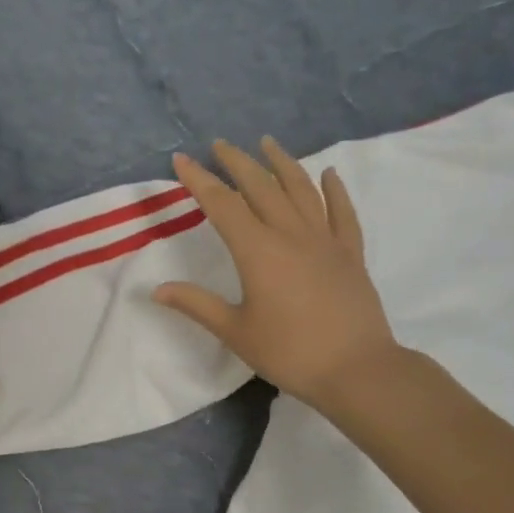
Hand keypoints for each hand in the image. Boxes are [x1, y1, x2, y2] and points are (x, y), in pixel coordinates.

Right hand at [155, 138, 410, 412]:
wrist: (356, 369)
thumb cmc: (289, 352)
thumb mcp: (235, 332)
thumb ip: (197, 305)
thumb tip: (157, 290)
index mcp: (258, 251)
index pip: (222, 205)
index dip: (199, 180)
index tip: (181, 159)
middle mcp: (290, 234)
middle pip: (261, 187)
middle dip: (237, 162)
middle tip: (220, 145)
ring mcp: (325, 241)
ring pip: (301, 190)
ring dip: (282, 163)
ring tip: (267, 143)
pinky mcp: (350, 254)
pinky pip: (342, 213)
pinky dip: (335, 190)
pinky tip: (328, 174)